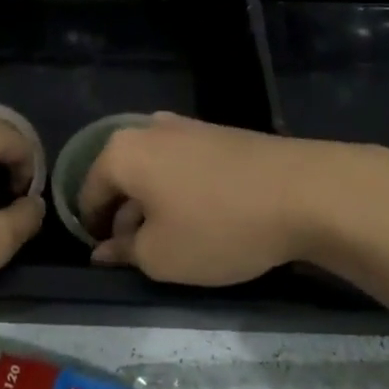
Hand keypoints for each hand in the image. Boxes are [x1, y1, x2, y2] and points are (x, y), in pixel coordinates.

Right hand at [76, 114, 386, 284]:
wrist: (300, 190)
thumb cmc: (217, 226)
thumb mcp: (161, 256)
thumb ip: (124, 253)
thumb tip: (103, 250)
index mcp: (122, 152)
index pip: (88, 194)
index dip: (92, 232)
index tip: (109, 262)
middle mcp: (148, 129)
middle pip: (121, 178)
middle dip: (125, 218)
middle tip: (143, 257)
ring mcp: (186, 126)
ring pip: (154, 171)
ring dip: (155, 205)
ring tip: (178, 242)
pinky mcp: (217, 133)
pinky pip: (183, 165)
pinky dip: (182, 191)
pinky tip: (205, 219)